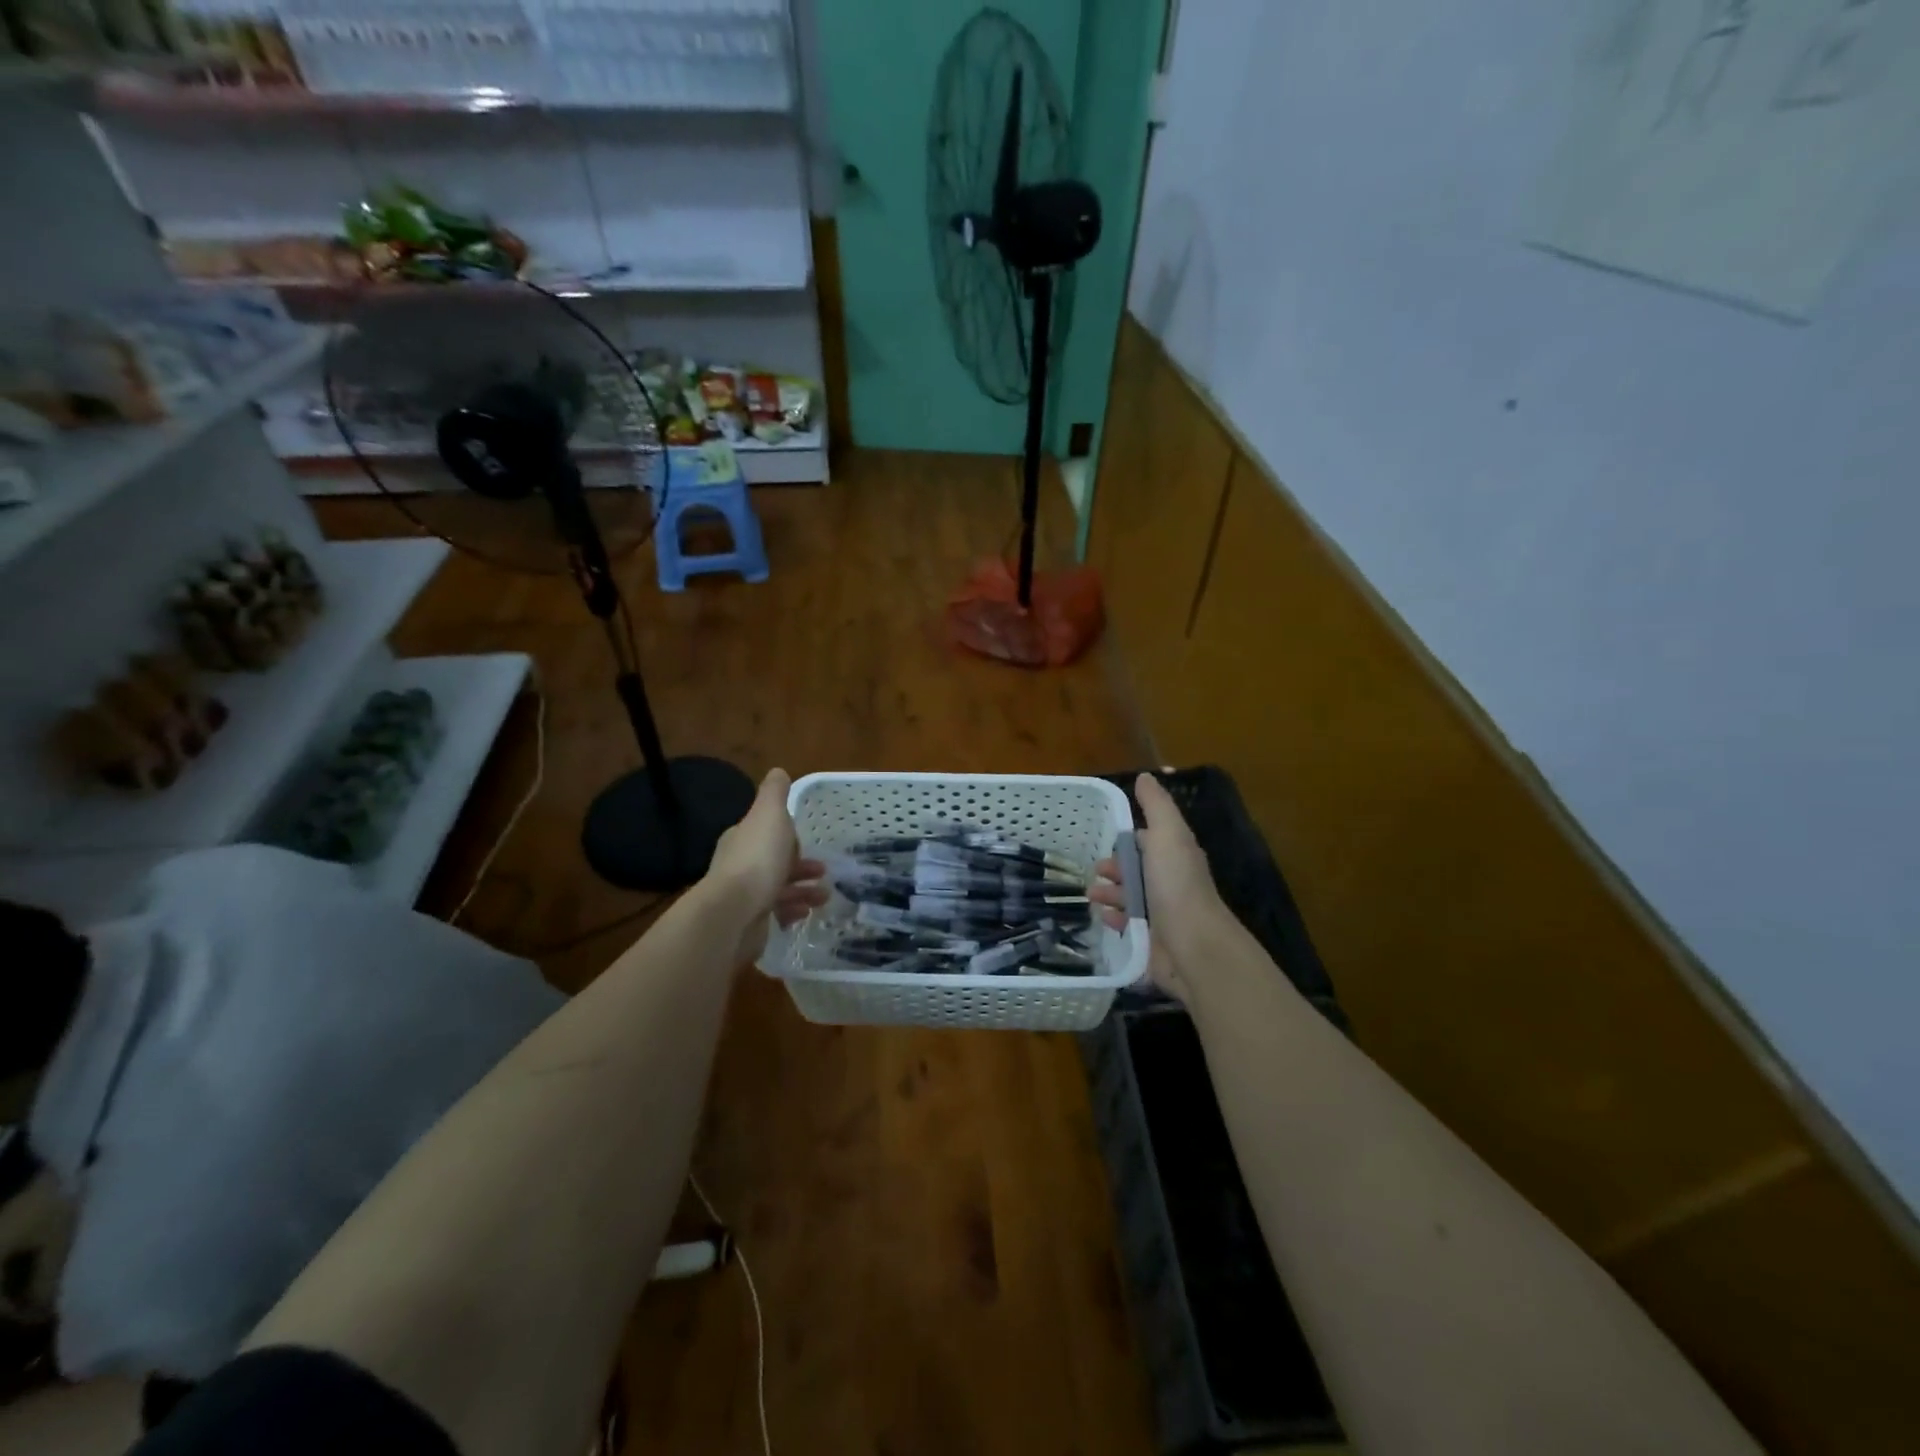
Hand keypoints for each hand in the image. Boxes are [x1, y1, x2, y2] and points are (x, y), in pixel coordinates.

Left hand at [705, 768, 828, 963]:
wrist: (734, 913)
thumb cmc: (758, 859)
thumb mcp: (770, 815)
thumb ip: (774, 794)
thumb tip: (778, 771)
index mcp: (742, 838)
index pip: (766, 834)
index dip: (787, 837)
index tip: (808, 843)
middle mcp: (738, 865)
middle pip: (774, 862)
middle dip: (800, 866)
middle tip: (824, 871)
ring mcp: (743, 896)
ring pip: (779, 889)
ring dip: (803, 890)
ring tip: (824, 897)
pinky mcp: (749, 921)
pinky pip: (776, 914)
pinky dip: (793, 912)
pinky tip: (805, 914)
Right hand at [1088, 773, 1230, 1001]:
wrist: (1192, 946)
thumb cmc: (1176, 885)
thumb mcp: (1166, 834)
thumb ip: (1156, 805)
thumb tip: (1147, 776)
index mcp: (1175, 855)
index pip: (1150, 841)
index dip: (1129, 839)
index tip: (1107, 840)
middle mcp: (1171, 882)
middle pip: (1138, 870)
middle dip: (1115, 868)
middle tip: (1097, 871)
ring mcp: (1162, 913)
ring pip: (1131, 897)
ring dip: (1110, 893)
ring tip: (1093, 895)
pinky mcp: (1152, 940)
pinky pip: (1128, 925)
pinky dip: (1115, 919)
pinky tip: (1105, 917)